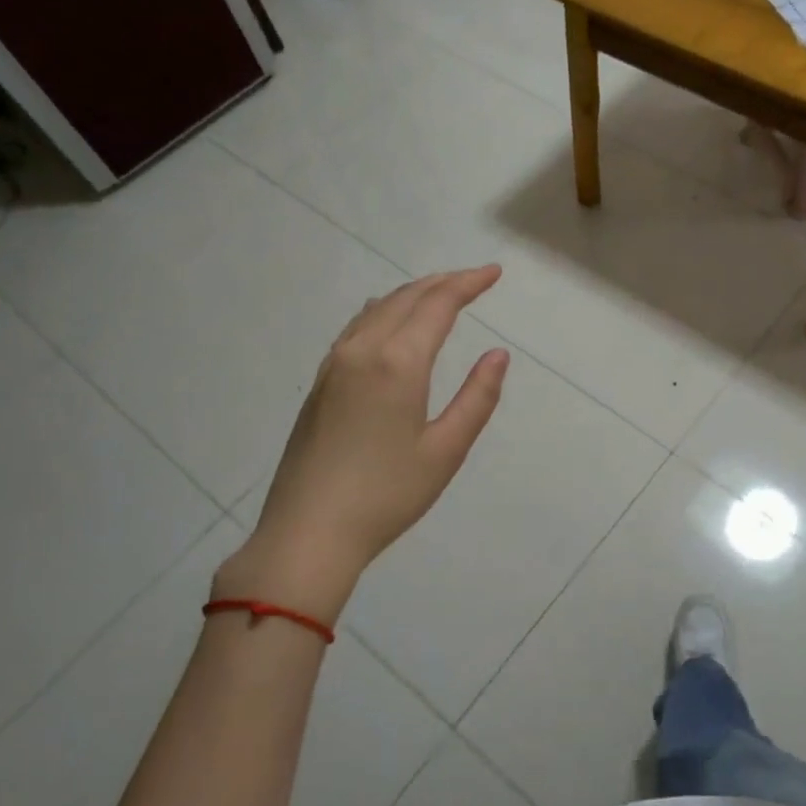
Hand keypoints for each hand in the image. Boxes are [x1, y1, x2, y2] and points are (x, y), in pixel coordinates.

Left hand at [217, 266, 510, 623]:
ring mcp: (334, 365)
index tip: (494, 273)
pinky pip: (357, 328)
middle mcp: (362, 350)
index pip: (438, 305)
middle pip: (406, 298)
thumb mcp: (446, 450)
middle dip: (443, 283)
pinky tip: (389, 321)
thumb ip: (477, 397)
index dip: (468, 284)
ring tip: (440, 294)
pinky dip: (384, 312)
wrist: (308, 532)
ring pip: (377, 309)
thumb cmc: (387, 495)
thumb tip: (497, 355)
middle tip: (475, 280)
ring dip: (412, 294)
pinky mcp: (320, 383)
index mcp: (398, 362)